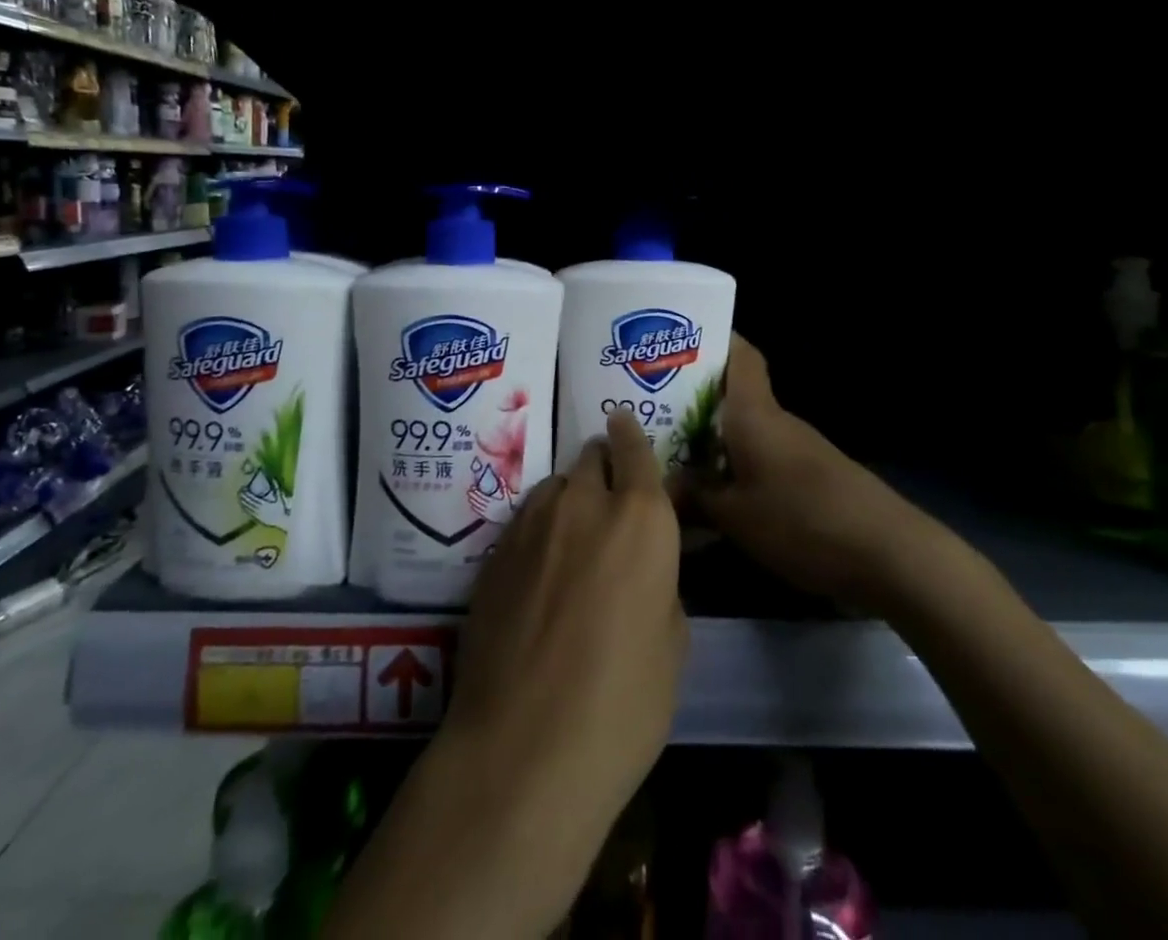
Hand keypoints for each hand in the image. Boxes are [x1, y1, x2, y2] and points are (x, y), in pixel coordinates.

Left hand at [446, 410, 686, 886]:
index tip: (623, 422)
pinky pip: (526, 517)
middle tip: (609, 494)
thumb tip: (644, 565)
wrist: (523, 747)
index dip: (630, 434)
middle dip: (603, 465)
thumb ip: (661, 582)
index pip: (635, 448)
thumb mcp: (672, 645)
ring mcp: (532, 521)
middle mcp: (584, 502)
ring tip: (573, 532)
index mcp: (641, 518)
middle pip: (592, 456)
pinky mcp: (494, 549)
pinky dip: (539, 525)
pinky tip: (539, 565)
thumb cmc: (622, 705)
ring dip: (570, 496)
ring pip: (556, 484)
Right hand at [678, 334, 896, 602]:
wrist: (889, 553)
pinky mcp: (812, 477)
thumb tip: (661, 486)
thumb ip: (694, 497)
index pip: (740, 354)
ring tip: (673, 452)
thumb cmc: (802, 519)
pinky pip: (763, 456)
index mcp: (755, 412)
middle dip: (695, 398)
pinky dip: (738, 464)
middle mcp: (777, 420)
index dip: (711, 340)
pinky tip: (718, 492)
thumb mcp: (735, 516)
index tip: (675, 344)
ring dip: (715, 436)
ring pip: (747, 428)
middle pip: (735, 394)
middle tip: (651, 409)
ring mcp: (799, 448)